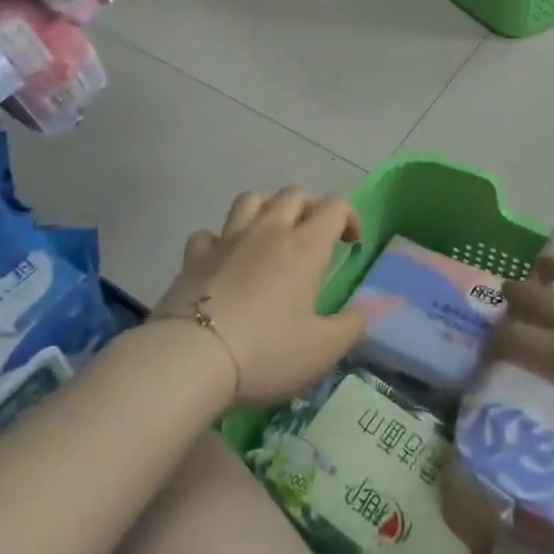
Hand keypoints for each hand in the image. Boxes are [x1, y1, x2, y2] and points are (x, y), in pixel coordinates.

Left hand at [154, 188, 366, 406]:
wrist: (190, 359)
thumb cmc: (266, 352)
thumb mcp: (323, 350)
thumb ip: (351, 327)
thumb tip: (363, 310)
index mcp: (305, 246)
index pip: (334, 206)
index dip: (349, 216)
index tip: (351, 243)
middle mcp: (269, 231)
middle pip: (293, 194)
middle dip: (310, 208)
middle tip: (313, 237)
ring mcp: (228, 239)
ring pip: (251, 200)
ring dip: (266, 210)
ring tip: (270, 237)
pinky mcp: (194, 256)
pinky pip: (209, 233)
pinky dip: (220, 241)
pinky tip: (223, 262)